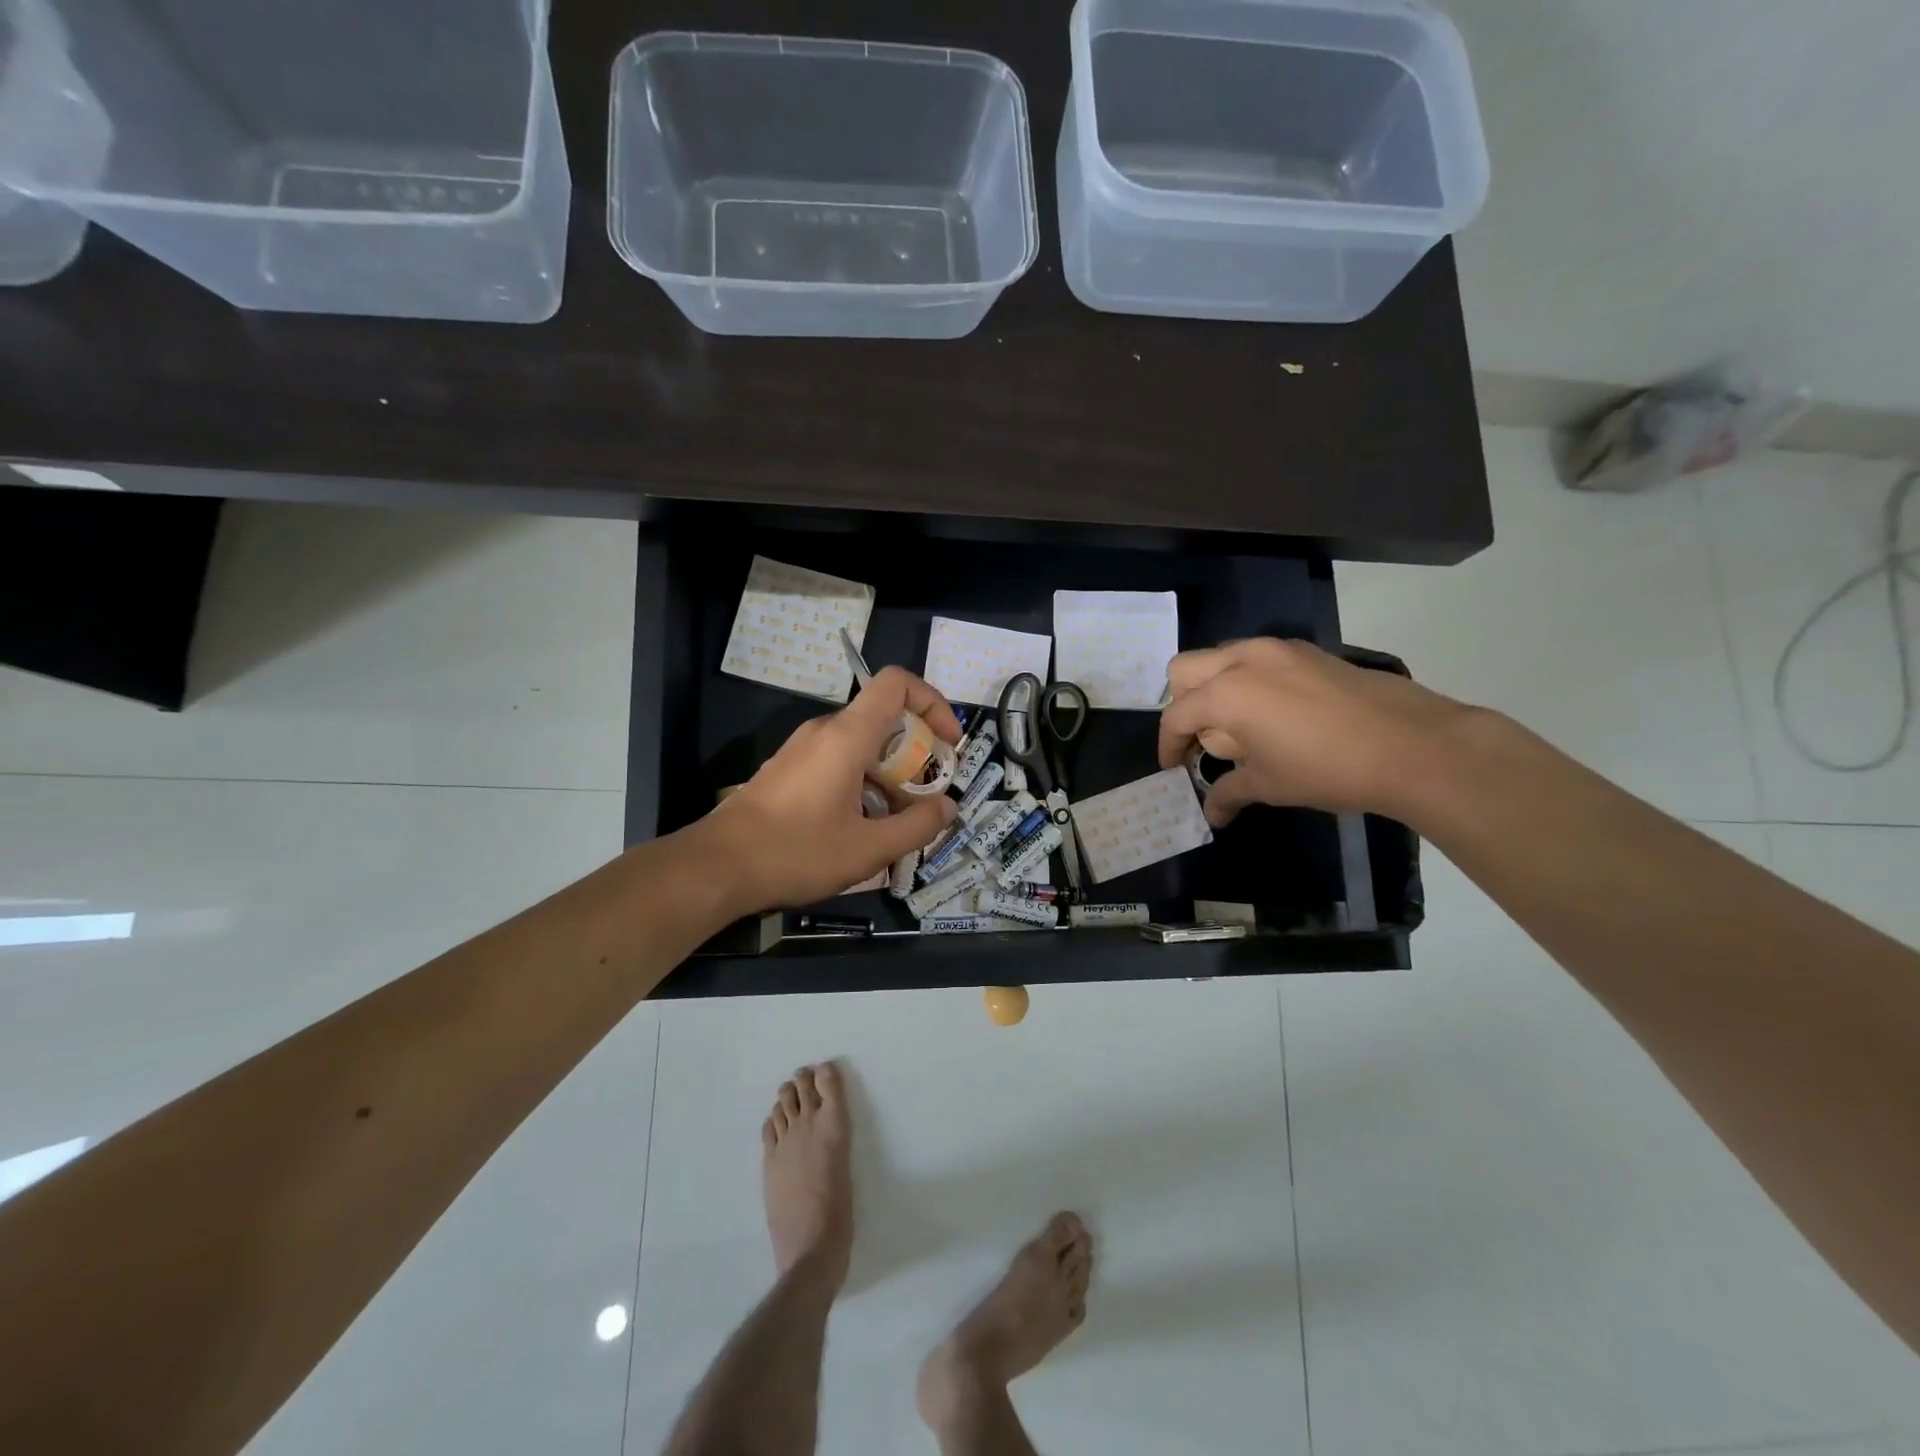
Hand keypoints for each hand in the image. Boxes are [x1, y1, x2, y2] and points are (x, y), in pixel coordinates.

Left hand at [698, 666, 963, 913]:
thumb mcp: (868, 849)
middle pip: (884, 718)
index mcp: (848, 735)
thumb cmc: (796, 852)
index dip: (932, 703)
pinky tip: (859, 828)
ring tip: (896, 822)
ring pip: (862, 744)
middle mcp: (825, 731)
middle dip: (916, 753)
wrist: (716, 867)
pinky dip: (862, 782)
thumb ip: (917, 826)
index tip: (948, 744)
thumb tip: (949, 807)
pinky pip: (838, 761)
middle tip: (927, 797)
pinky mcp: (788, 770)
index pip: (897, 683)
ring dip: (889, 774)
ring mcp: (802, 749)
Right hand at [1157, 637, 1474, 824]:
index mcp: (1225, 693)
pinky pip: (1256, 658)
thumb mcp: (1270, 785)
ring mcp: (1277, 649)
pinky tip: (1273, 713)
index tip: (1174, 768)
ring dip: (1214, 688)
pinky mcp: (1306, 651)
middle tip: (1199, 739)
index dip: (1168, 745)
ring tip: (1236, 727)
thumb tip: (1211, 812)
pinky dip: (1247, 680)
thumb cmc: (1327, 769)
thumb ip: (1229, 792)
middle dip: (1182, 704)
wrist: (1413, 745)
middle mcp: (1242, 660)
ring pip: (1221, 657)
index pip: (1176, 715)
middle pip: (1184, 670)